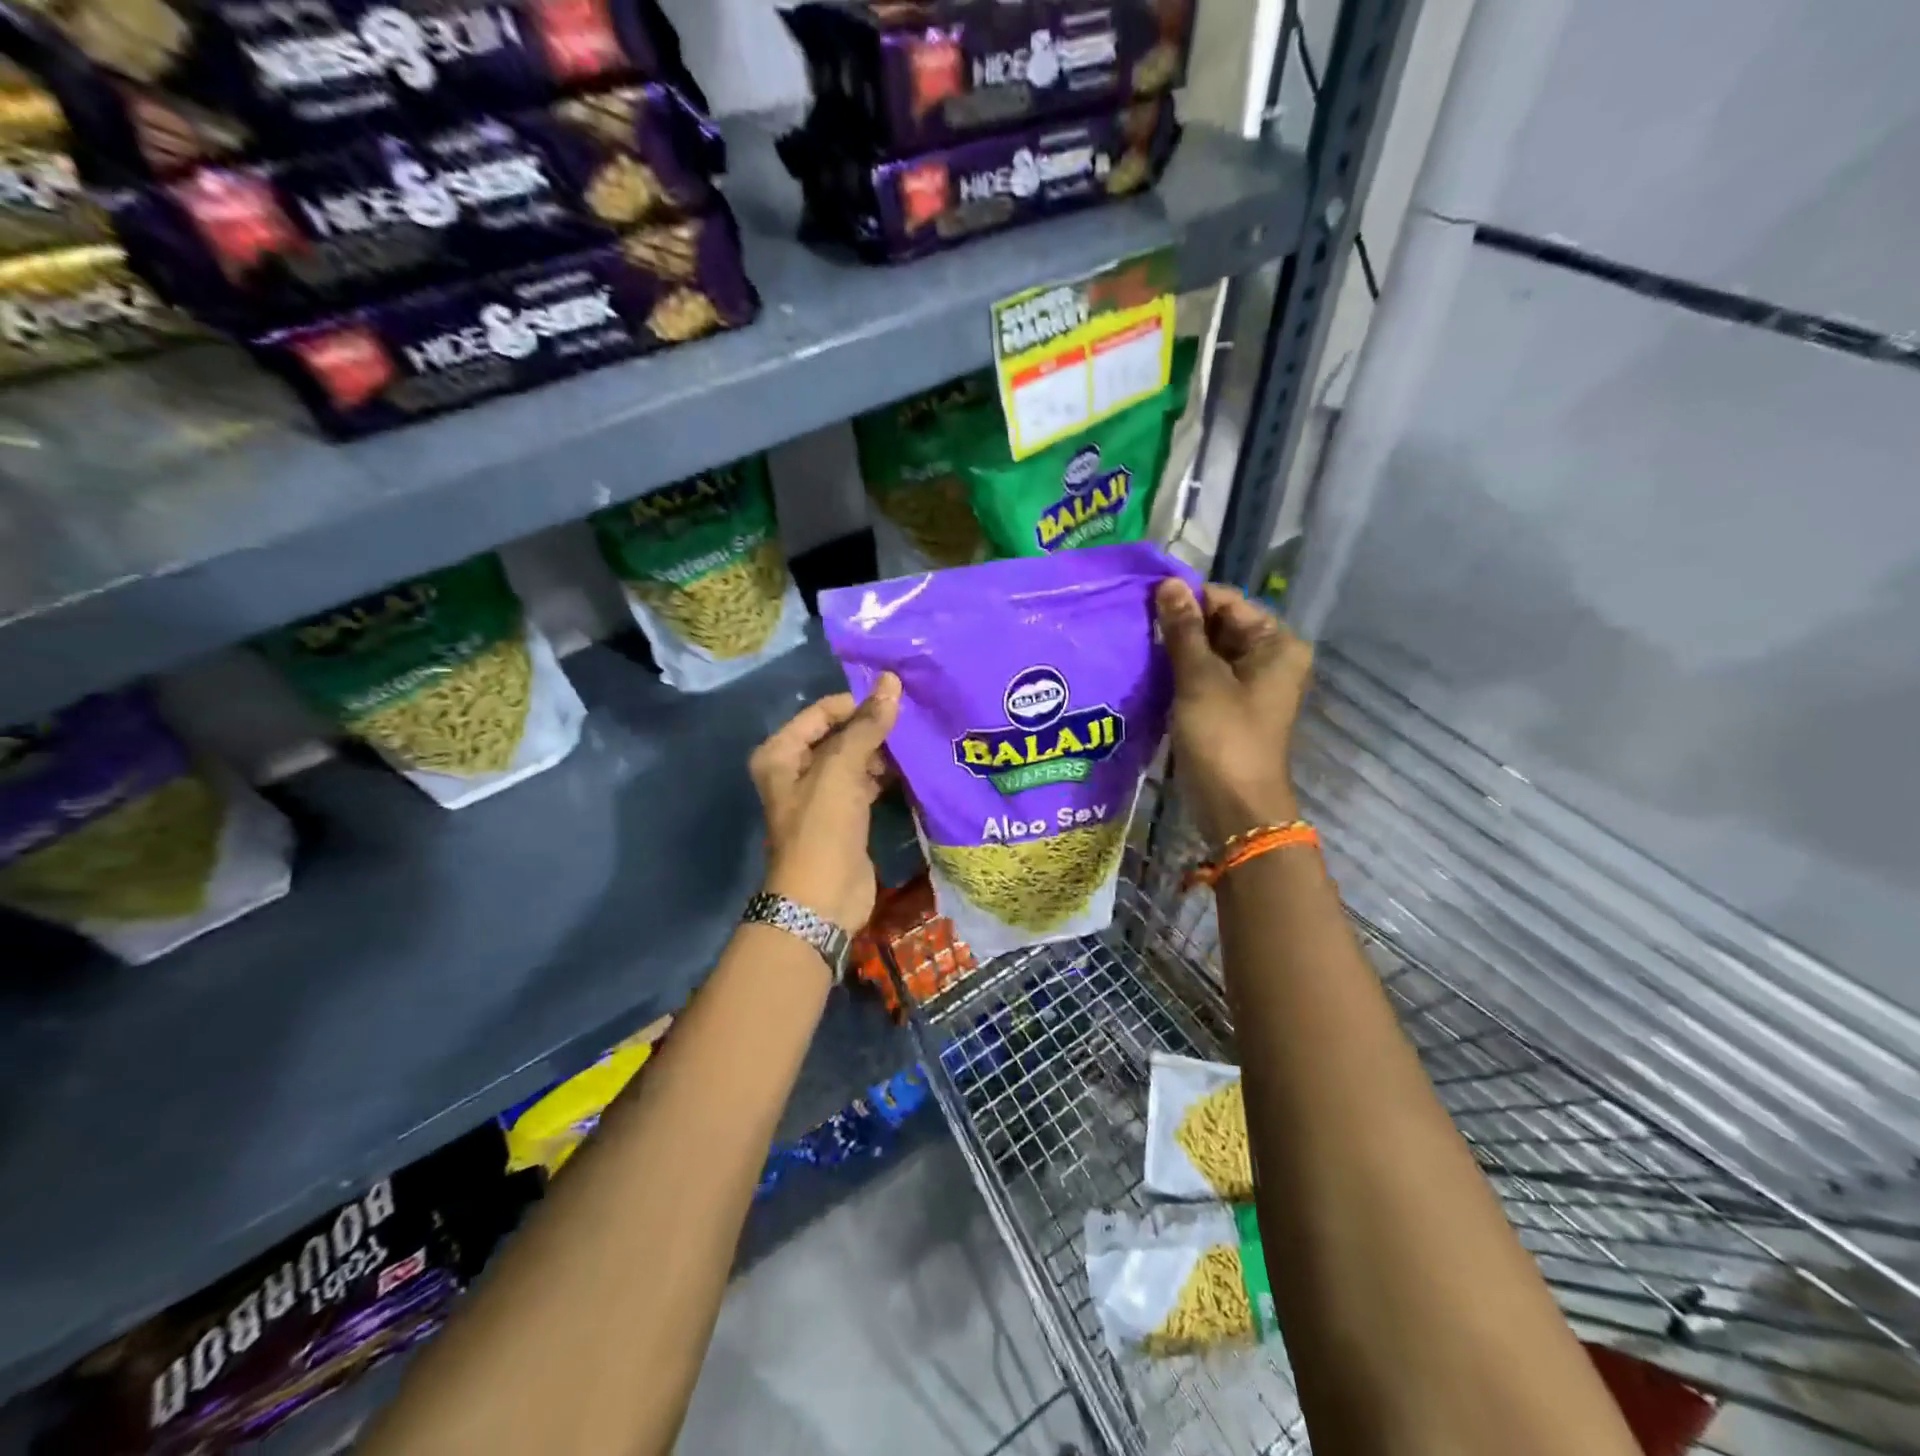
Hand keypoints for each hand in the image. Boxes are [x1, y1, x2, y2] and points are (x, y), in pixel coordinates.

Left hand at [748, 674, 901, 931]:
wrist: (822, 900)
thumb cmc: (823, 828)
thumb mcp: (841, 770)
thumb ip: (867, 725)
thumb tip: (891, 681)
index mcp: (781, 752)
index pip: (823, 712)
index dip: (857, 704)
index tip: (897, 702)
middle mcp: (796, 769)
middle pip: (840, 734)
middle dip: (873, 727)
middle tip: (913, 720)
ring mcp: (821, 794)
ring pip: (856, 759)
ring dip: (883, 752)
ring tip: (918, 741)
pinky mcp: (845, 816)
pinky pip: (866, 783)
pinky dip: (885, 775)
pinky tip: (913, 768)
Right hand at [1156, 579, 1313, 844]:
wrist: (1235, 806)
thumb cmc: (1223, 737)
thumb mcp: (1199, 679)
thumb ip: (1183, 630)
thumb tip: (1168, 583)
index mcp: (1276, 643)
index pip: (1227, 601)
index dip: (1187, 598)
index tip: (1142, 599)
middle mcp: (1269, 657)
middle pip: (1219, 624)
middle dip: (1179, 624)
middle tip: (1133, 622)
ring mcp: (1250, 683)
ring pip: (1208, 650)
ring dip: (1175, 648)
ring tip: (1135, 642)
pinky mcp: (1230, 705)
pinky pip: (1204, 675)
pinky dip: (1179, 671)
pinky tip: (1148, 669)